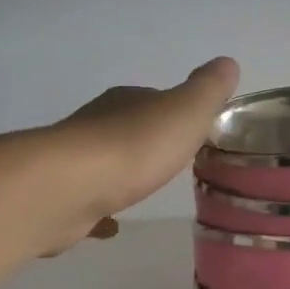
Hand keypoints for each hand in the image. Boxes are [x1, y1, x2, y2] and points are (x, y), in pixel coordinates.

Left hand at [41, 57, 239, 251]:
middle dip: (148, 141)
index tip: (194, 131)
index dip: (175, 112)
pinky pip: (89, 201)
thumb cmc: (134, 146)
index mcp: (126, 101)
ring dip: (122, 172)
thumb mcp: (185, 112)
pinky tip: (114, 226)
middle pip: (128, 128)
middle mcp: (96, 124)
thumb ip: (207, 90)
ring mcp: (75, 162)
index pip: (154, 99)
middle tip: (174, 161)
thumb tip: (228, 62)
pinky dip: (102, 210)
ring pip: (105, 163)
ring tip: (145, 189)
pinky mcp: (62, 197)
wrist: (68, 188)